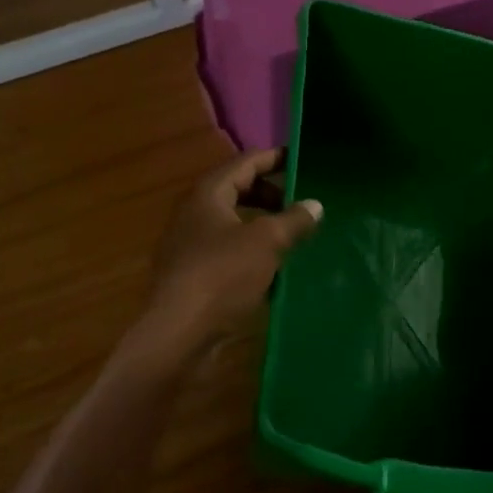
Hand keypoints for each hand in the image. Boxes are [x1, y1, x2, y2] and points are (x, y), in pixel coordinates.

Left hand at [141, 151, 321, 357]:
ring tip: (295, 237)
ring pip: (234, 224)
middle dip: (272, 195)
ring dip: (264, 226)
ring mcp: (190, 246)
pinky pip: (229, 252)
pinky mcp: (193, 275)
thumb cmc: (222, 276)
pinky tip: (275, 270)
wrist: (178, 334)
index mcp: (207, 194)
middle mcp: (194, 213)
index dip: (276, 159)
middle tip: (303, 205)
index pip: (246, 163)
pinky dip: (252, 253)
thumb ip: (293, 220)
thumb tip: (315, 204)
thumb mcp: (266, 242)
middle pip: (238, 191)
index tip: (304, 160)